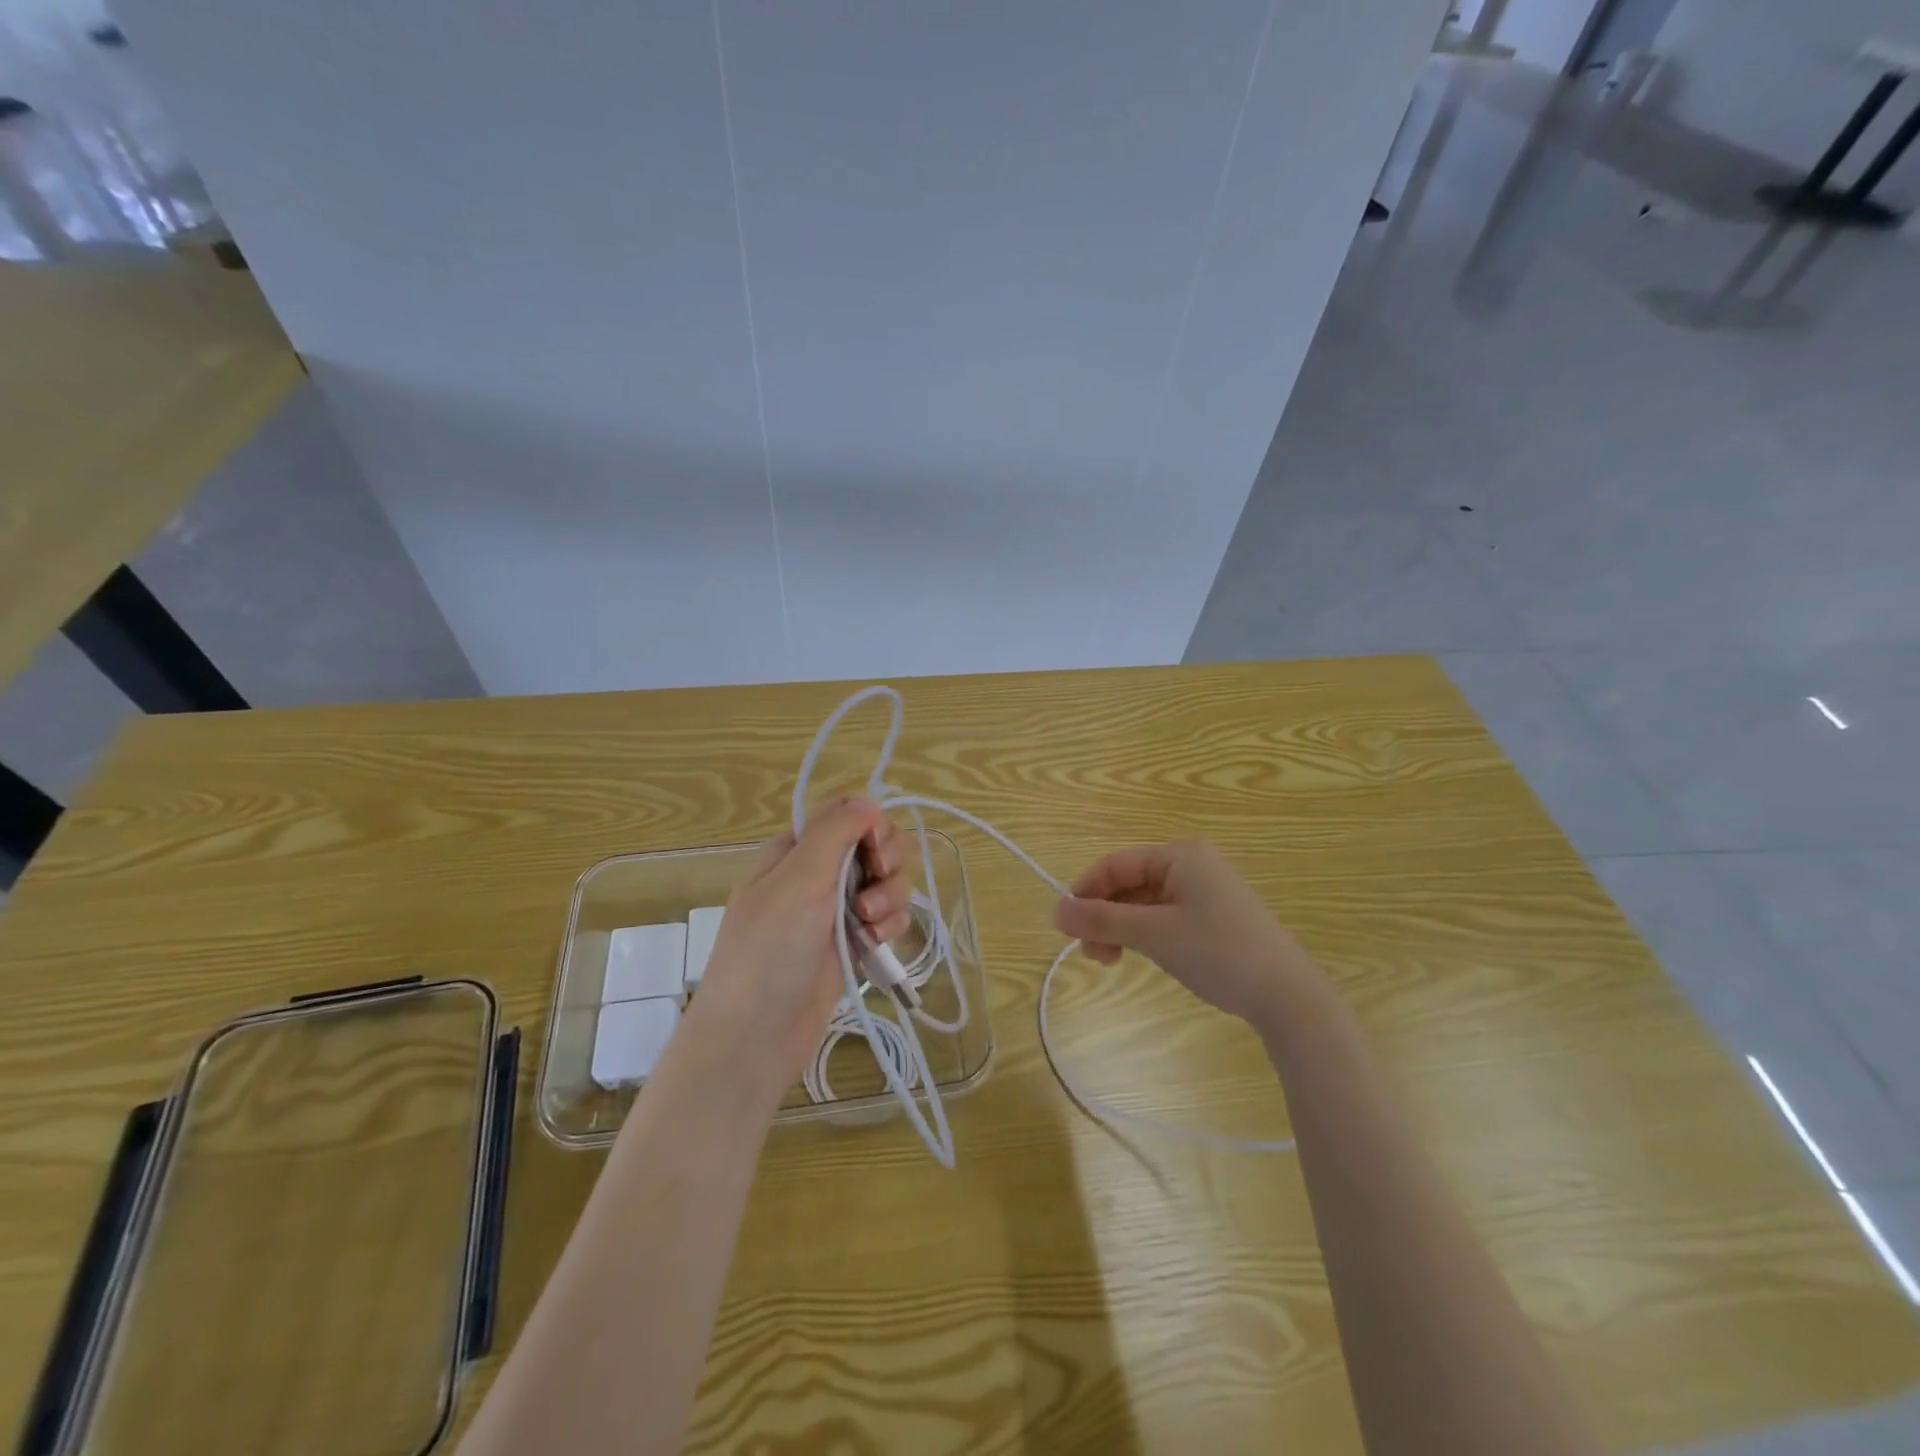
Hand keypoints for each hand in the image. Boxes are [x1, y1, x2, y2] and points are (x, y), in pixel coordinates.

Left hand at [688, 798, 913, 1093]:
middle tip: (875, 885)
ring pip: (886, 882)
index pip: (846, 813)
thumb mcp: (798, 880)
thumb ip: (835, 832)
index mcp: (795, 850)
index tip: (875, 850)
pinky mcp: (851, 945)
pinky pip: (886, 918)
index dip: (871, 825)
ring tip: (869, 926)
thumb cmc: (768, 951)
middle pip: (874, 845)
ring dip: (890, 898)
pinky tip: (874, 945)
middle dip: (887, 863)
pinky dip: (889, 926)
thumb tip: (869, 801)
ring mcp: (835, 912)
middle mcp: (816, 874)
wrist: (754, 1038)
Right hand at [1052, 841, 1323, 1028]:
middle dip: (1103, 915)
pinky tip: (1138, 956)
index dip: (1085, 891)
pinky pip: (1164, 917)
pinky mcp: (1214, 918)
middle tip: (1089, 953)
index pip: (1116, 864)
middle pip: (1129, 883)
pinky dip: (1144, 935)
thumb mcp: (1154, 935)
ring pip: (1144, 903)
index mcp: (1180, 856)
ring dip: (1120, 928)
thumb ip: (1102, 921)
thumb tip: (1054, 911)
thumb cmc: (1219, 953)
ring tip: (1109, 961)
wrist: (1289, 997)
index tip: (1064, 926)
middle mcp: (1192, 866)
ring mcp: (1205, 892)